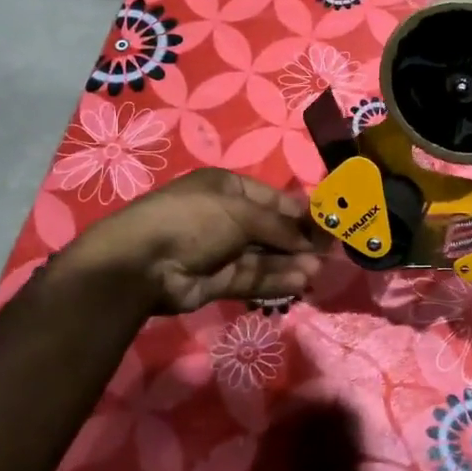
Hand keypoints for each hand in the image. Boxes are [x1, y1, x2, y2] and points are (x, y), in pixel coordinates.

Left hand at [57, 168, 327, 314]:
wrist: (143, 261)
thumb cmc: (194, 219)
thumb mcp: (240, 212)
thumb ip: (278, 225)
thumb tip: (309, 238)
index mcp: (227, 189)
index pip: (272, 199)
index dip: (299, 212)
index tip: (327, 225)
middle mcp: (225, 217)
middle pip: (270, 229)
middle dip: (297, 240)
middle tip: (328, 253)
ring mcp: (221, 250)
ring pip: (263, 256)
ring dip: (290, 262)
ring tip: (317, 271)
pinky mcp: (217, 280)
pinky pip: (252, 277)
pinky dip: (275, 279)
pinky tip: (299, 282)